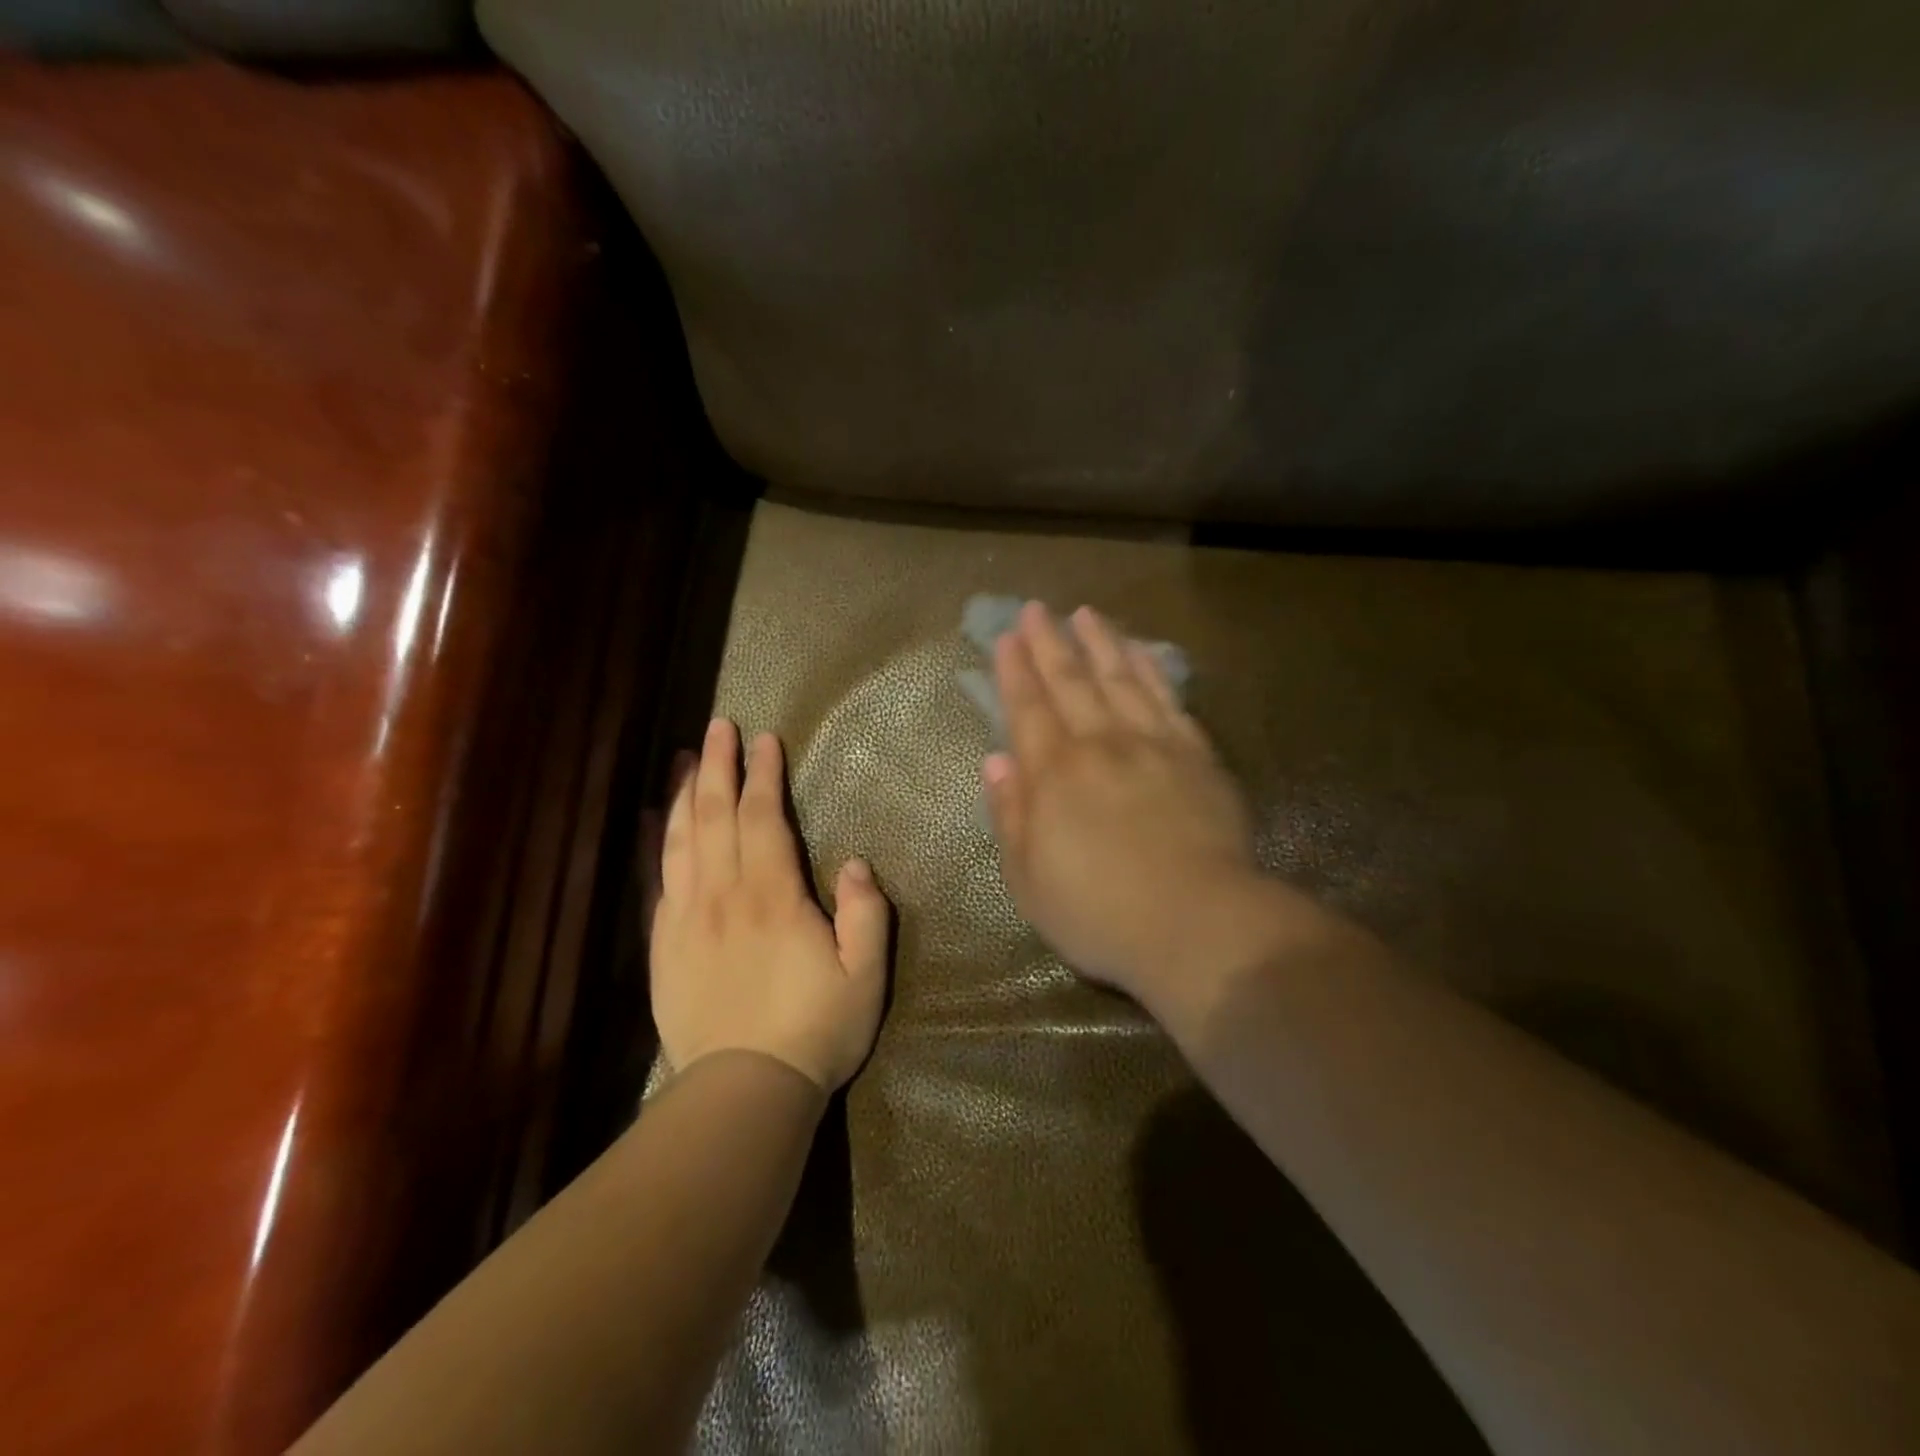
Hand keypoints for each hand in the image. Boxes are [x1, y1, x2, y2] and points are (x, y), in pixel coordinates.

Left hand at [650, 718, 889, 1091]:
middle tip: (718, 726)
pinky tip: (651, 820)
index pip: (762, 818)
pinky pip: (656, 880)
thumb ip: (865, 914)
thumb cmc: (815, 1029)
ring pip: (680, 840)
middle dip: (716, 766)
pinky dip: (653, 843)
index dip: (763, 775)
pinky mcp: (663, 945)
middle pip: (714, 816)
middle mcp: (723, 896)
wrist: (744, 1091)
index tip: (765, 740)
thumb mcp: (865, 976)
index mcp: (773, 897)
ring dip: (682, 793)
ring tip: (684, 757)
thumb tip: (853, 863)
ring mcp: (686, 919)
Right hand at [984, 603, 1289, 1017]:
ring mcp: (1153, 744)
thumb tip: (996, 762)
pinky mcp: (1196, 755)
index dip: (1015, 671)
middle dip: (1050, 643)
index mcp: (1055, 773)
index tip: (1006, 638)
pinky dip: (1150, 669)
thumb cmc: (1099, 912)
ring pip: (1121, 678)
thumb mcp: (1029, 879)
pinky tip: (1140, 652)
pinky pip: (1168, 698)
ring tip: (1086, 614)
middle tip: (1036, 609)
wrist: (1197, 923)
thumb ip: (1010, 815)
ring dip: (1101, 643)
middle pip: (1071, 681)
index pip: (1028, 708)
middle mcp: (1101, 744)